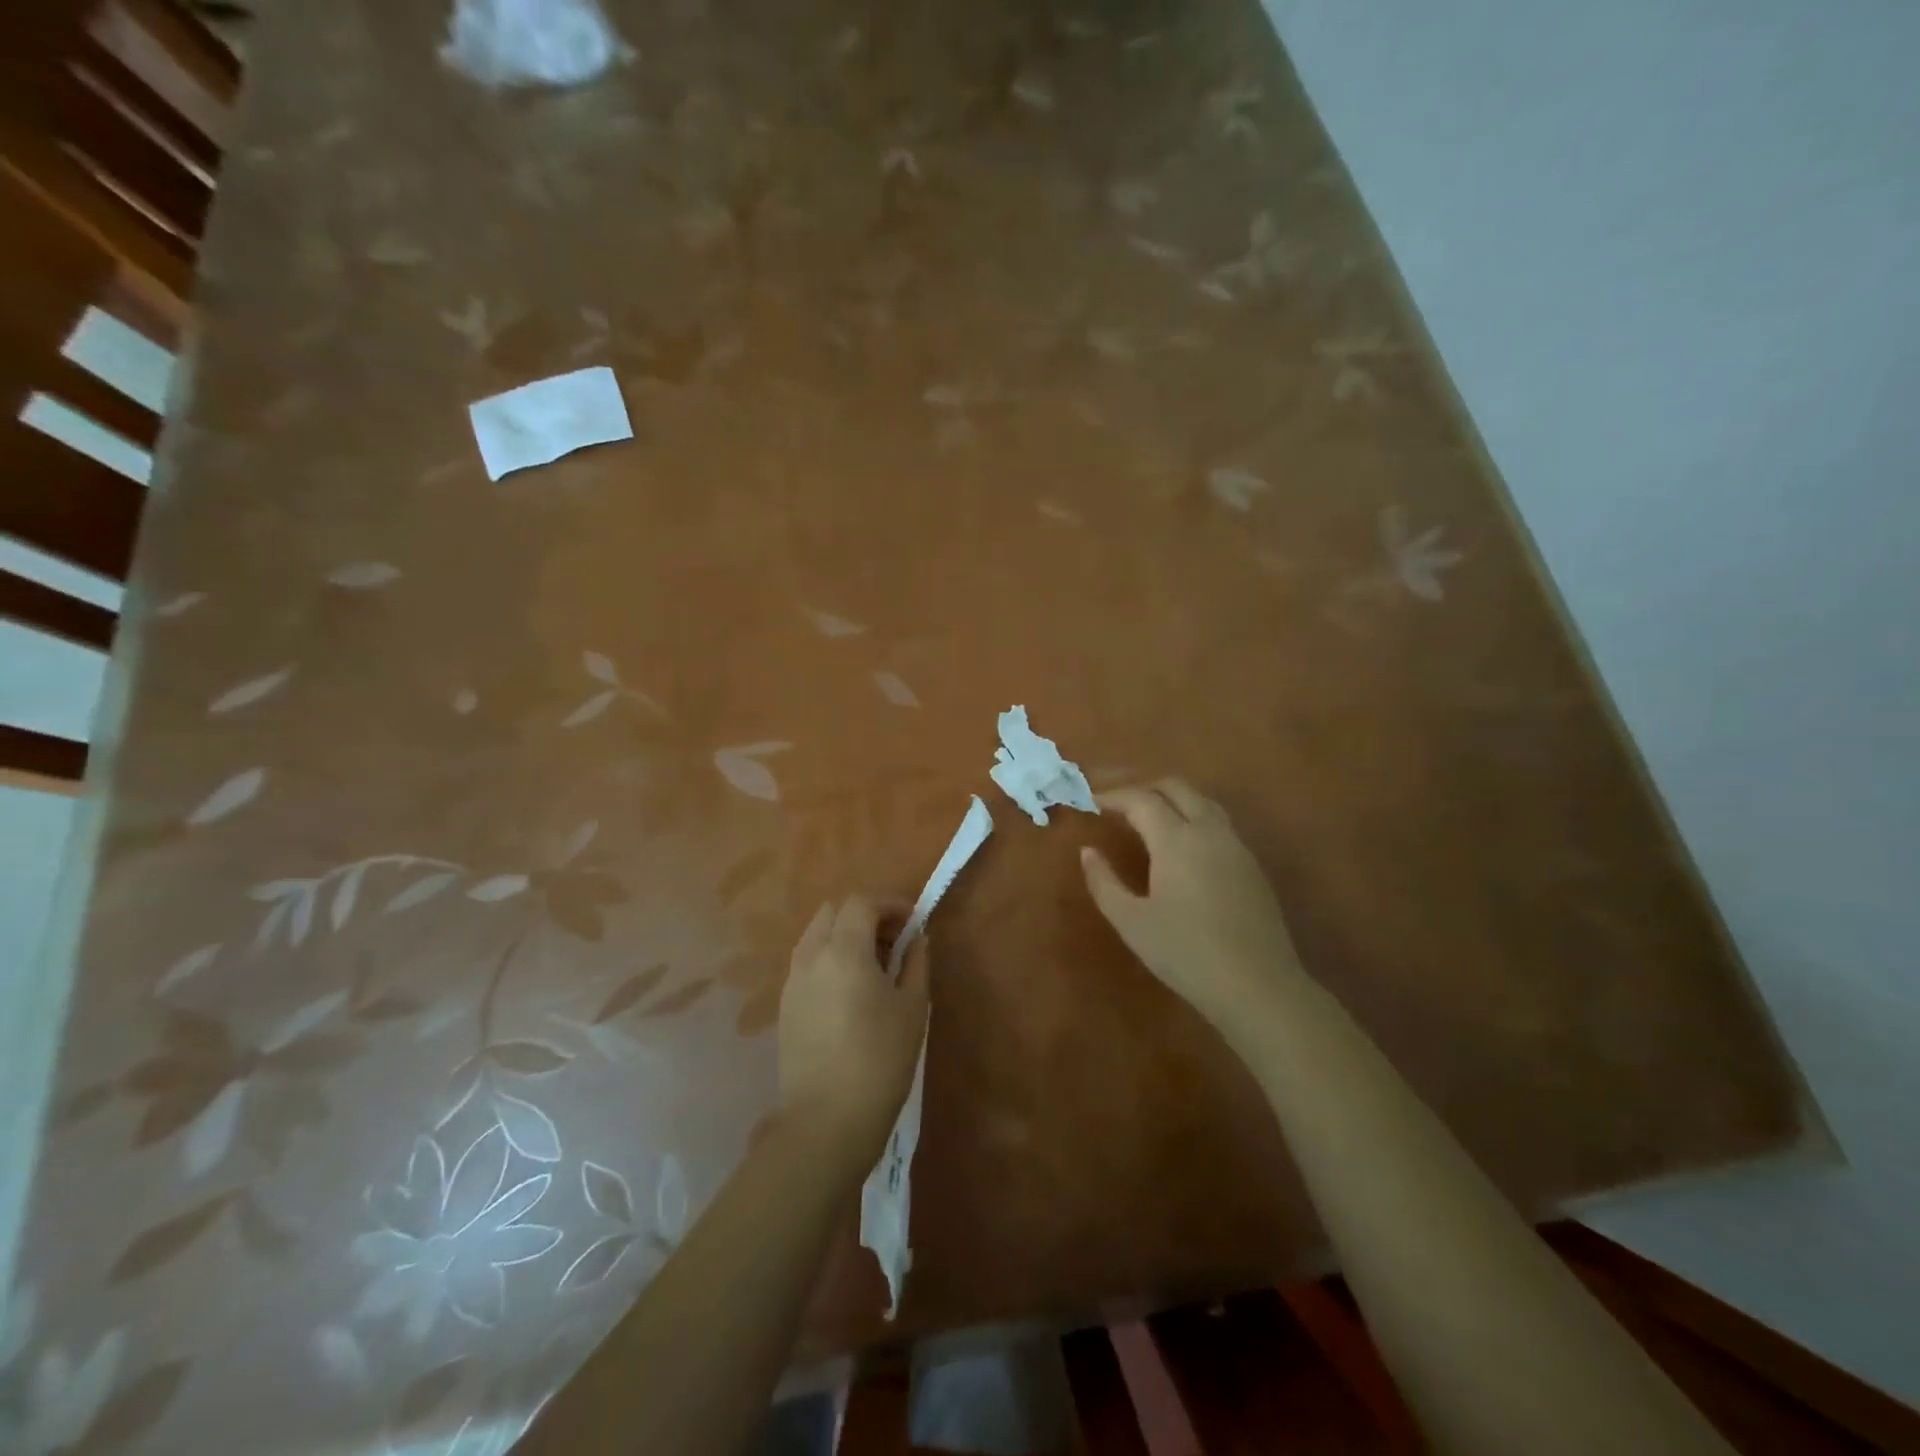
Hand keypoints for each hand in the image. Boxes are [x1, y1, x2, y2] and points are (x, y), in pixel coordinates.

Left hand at [778, 895, 929, 1158]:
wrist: (826, 1120)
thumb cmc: (880, 1060)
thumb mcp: (912, 1008)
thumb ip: (915, 963)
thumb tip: (917, 939)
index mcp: (844, 950)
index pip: (861, 902)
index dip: (889, 904)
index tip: (913, 920)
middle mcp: (811, 956)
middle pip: (833, 911)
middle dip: (864, 914)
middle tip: (893, 939)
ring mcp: (793, 981)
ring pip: (816, 935)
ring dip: (844, 934)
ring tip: (872, 964)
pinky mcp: (785, 1006)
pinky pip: (807, 962)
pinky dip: (829, 957)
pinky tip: (849, 989)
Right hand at [1081, 778, 1304, 1029]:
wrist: (1257, 986)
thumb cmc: (1185, 954)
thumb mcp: (1131, 922)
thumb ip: (1104, 882)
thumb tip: (1088, 852)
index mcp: (1176, 839)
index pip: (1140, 799)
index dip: (1113, 796)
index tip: (1091, 801)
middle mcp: (1209, 831)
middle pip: (1176, 787)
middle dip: (1143, 787)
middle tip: (1117, 802)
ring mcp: (1236, 846)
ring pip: (1202, 801)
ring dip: (1171, 798)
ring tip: (1147, 816)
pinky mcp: (1252, 865)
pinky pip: (1218, 822)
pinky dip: (1192, 816)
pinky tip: (1181, 844)